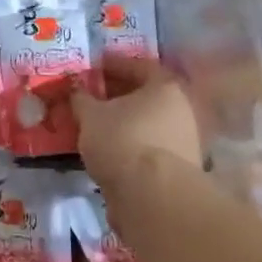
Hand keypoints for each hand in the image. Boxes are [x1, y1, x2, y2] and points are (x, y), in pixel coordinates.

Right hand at [72, 59, 203, 184]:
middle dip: (117, 96)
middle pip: (145, 96)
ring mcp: (185, 141)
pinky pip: (148, 148)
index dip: (112, 64)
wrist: (152, 197)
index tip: (93, 66)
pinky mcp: (179, 170)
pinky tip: (108, 152)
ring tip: (95, 127)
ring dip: (123, 123)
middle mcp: (182, 109)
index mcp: (165, 86)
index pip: (138, 65)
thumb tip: (76, 90)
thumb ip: (81, 99)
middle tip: (91, 97)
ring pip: (147, 124)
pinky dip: (129, 146)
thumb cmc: (122, 140)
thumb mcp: (90, 115)